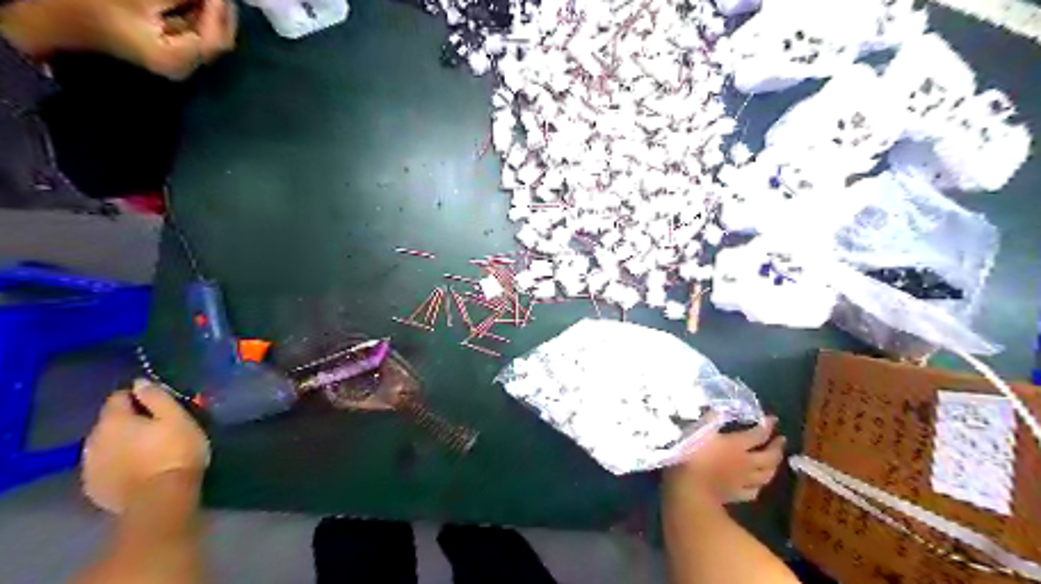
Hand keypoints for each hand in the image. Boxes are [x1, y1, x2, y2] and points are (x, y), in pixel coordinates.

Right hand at [46, 0, 235, 78]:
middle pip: (217, 40)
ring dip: (211, 14)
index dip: (221, 11)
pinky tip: (197, 3)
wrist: (55, 25)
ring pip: (208, 37)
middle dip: (220, 13)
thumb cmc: (90, 8)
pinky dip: (199, 16)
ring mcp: (178, 60)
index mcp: (180, 59)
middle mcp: (186, 66)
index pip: (216, 39)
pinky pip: (194, 34)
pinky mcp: (170, 51)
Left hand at [81, 380, 210, 513]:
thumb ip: (157, 397)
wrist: (160, 499)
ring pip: (105, 445)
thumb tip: (140, 383)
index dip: (138, 397)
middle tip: (157, 428)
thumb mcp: (176, 418)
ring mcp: (89, 466)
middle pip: (109, 422)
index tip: (159, 404)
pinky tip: (137, 469)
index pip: (118, 397)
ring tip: (147, 450)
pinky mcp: (93, 487)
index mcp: (113, 421)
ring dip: (121, 443)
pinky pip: (104, 466)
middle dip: (129, 421)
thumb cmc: (175, 451)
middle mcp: (92, 440)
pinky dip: (117, 463)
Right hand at [667, 417, 790, 502]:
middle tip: (781, 440)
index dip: (767, 426)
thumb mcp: (698, 431)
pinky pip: (753, 491)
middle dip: (777, 447)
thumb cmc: (692, 455)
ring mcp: (743, 481)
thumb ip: (710, 420)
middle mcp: (746, 462)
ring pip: (766, 475)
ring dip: (773, 467)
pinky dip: (758, 486)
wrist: (690, 488)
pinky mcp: (736, 495)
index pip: (758, 434)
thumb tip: (719, 410)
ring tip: (775, 462)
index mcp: (737, 444)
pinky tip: (756, 484)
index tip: (774, 419)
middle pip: (769, 456)